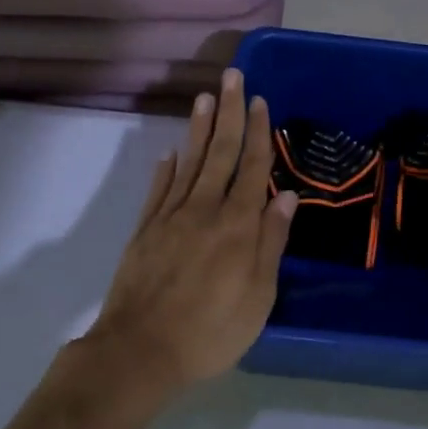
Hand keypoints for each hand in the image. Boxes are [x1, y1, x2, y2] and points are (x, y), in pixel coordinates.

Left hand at [82, 69, 298, 396]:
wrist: (139, 352)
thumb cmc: (211, 331)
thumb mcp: (258, 296)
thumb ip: (271, 243)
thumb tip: (288, 197)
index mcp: (238, 224)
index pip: (252, 167)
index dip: (258, 132)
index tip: (261, 101)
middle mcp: (205, 209)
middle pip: (221, 152)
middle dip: (230, 112)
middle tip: (233, 76)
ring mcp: (171, 217)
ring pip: (189, 161)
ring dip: (200, 127)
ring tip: (206, 97)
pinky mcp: (145, 230)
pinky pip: (159, 189)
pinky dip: (167, 167)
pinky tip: (173, 151)